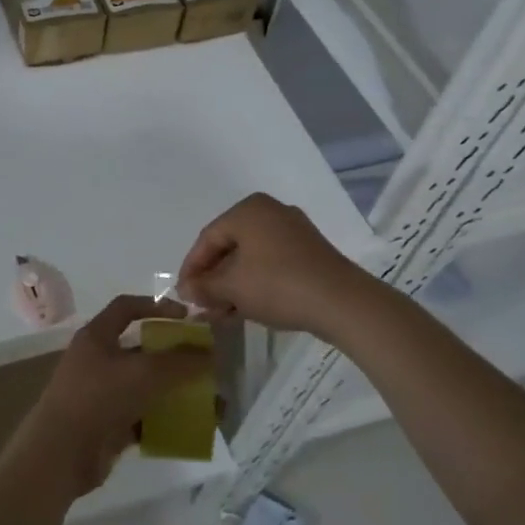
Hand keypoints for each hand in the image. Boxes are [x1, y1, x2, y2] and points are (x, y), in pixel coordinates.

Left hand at [7, 296, 211, 499]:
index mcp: (96, 336)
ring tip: (205, 398)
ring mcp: (100, 393)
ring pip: (142, 385)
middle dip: (172, 355)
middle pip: (139, 349)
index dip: (156, 306)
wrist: (61, 453)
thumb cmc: (98, 398)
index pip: (126, 307)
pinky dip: (163, 419)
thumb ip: (180, 362)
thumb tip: (210, 354)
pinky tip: (189, 427)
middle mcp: (96, 360)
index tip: (186, 317)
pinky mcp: (106, 424)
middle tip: (203, 362)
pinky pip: (141, 416)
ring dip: (171, 390)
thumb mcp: (144, 373)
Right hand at [177, 192, 372, 335]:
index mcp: (248, 210)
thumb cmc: (278, 284)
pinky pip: (270, 264)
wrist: (342, 303)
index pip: (208, 238)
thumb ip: (203, 286)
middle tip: (201, 305)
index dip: (191, 268)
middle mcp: (271, 212)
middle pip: (229, 247)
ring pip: (250, 258)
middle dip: (212, 279)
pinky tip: (245, 308)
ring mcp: (293, 232)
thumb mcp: (232, 287)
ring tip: (220, 313)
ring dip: (231, 285)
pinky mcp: (309, 254)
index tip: (183, 294)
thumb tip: (186, 291)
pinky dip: (254, 284)